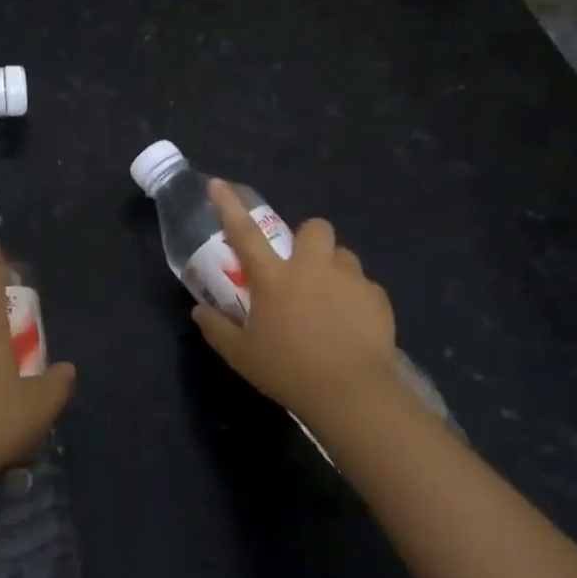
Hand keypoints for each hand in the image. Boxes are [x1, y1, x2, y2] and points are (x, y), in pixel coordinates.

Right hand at [191, 179, 403, 422]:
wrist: (351, 392)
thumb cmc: (288, 370)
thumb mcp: (241, 355)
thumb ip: (217, 329)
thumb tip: (199, 311)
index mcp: (274, 278)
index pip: (244, 233)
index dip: (229, 206)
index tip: (219, 184)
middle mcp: (312, 268)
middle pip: (314, 227)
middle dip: (307, 238)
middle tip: (300, 267)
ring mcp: (349, 280)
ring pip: (343, 254)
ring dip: (332, 267)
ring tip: (328, 297)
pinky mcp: (377, 298)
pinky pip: (364, 286)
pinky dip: (355, 297)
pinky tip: (350, 324)